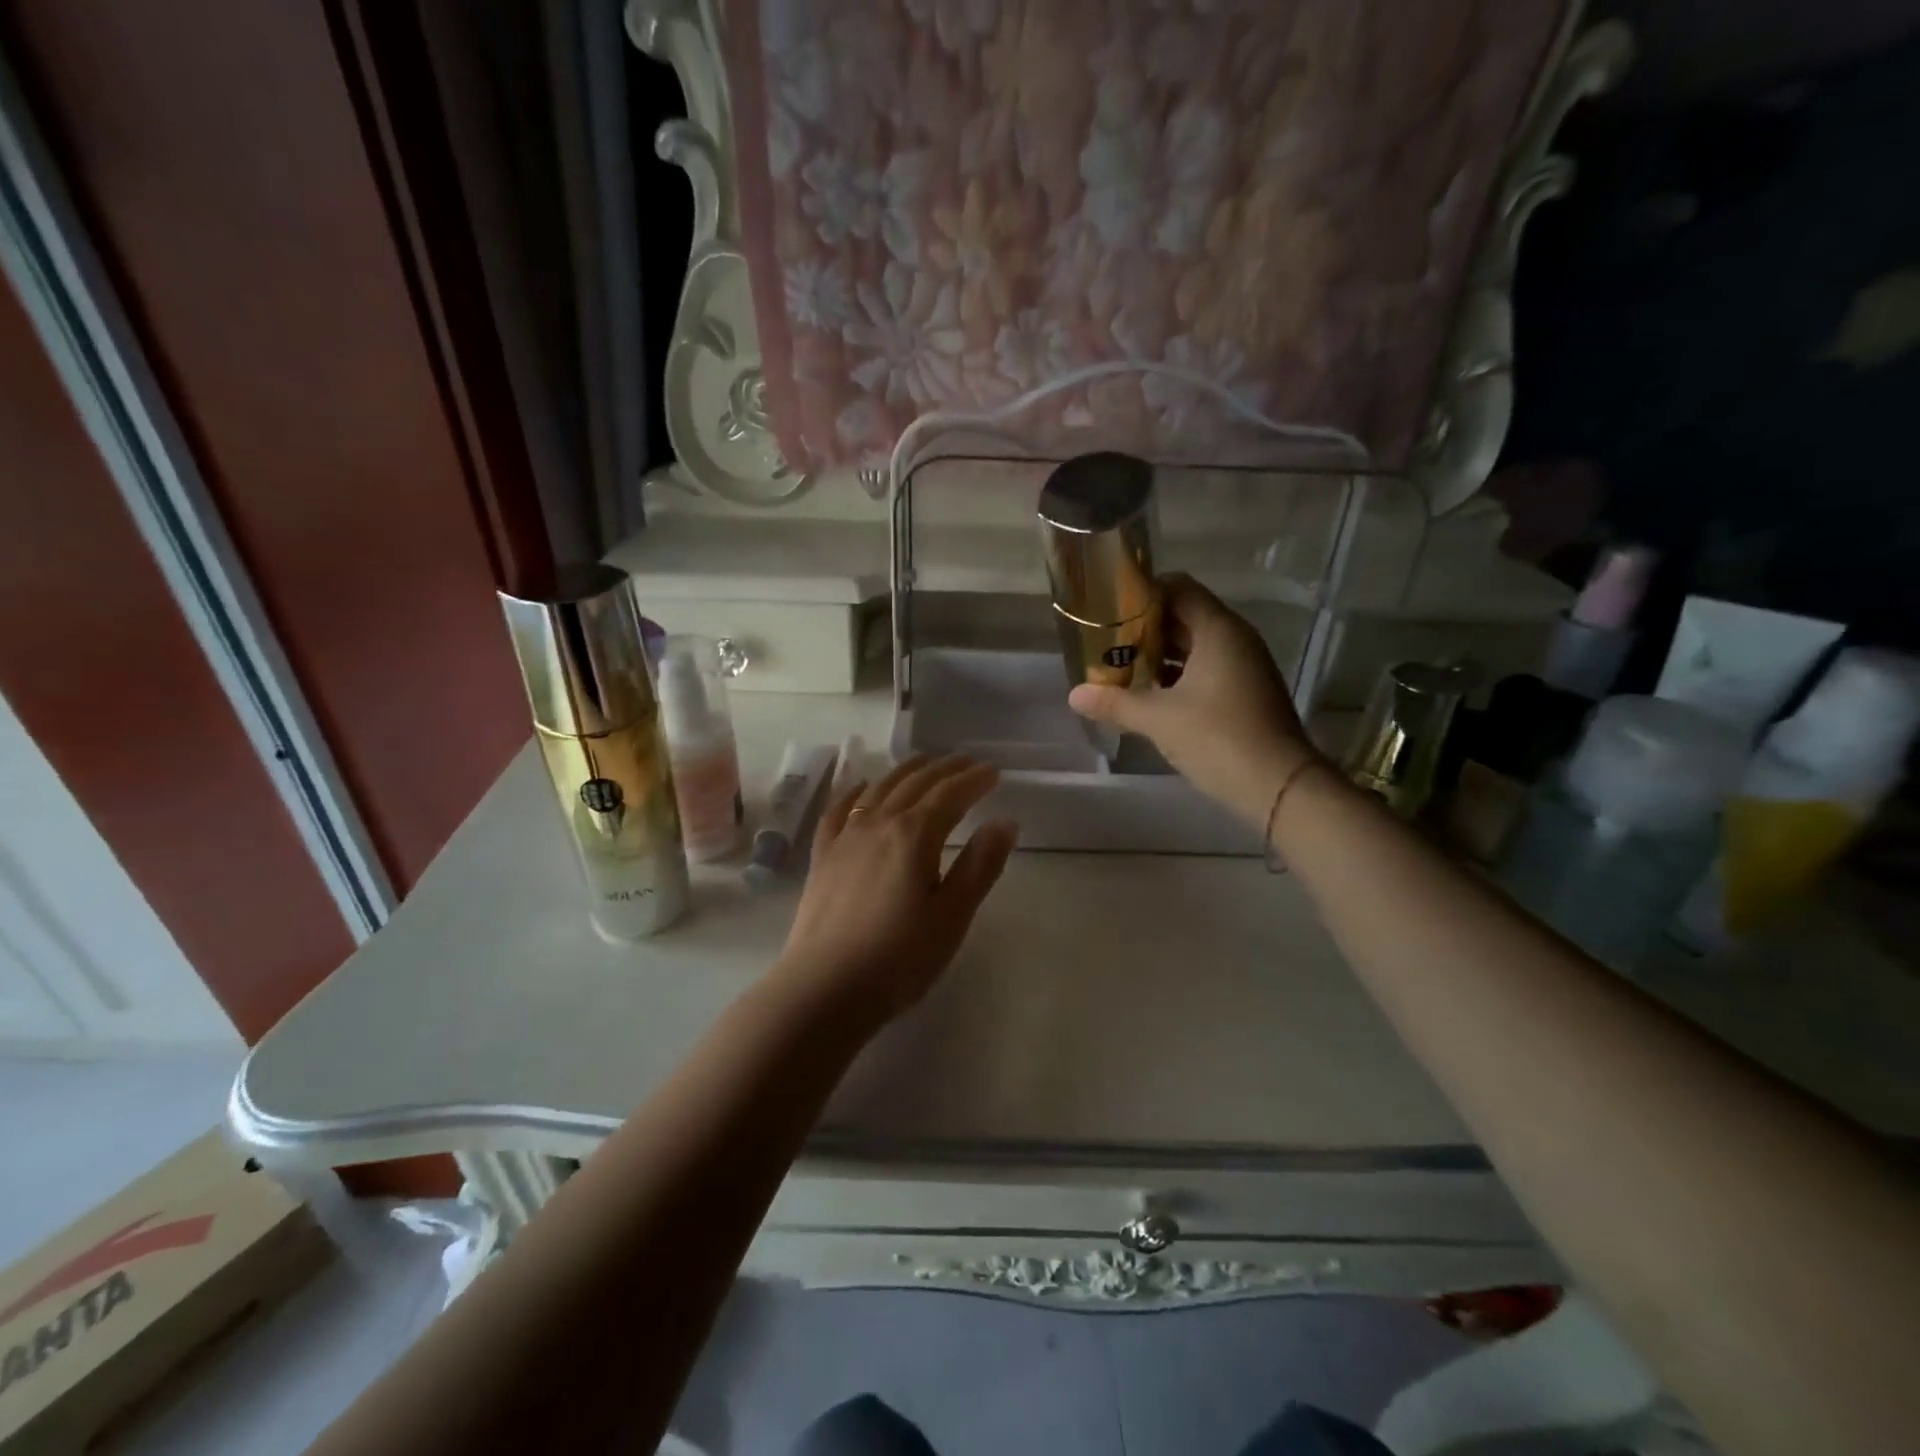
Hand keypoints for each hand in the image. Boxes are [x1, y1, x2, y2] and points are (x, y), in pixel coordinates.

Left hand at [771, 754, 1017, 1027]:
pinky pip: (839, 810)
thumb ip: (980, 864)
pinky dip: (855, 791)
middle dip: (945, 768)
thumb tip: (1005, 821)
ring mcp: (845, 837)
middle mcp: (878, 823)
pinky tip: (861, 786)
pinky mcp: (823, 856)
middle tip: (967, 761)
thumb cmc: (900, 957)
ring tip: (924, 763)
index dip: (975, 779)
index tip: (994, 772)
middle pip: (916, 783)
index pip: (951, 794)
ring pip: (879, 789)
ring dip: (906, 771)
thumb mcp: (953, 914)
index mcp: (915, 834)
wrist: (825, 988)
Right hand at [1069, 573, 1319, 828]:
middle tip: (1107, 640)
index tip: (1110, 606)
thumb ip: (1115, 702)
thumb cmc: (1217, 737)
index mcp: (1218, 630)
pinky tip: (1150, 695)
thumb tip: (1074, 695)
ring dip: (1160, 654)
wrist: (1278, 786)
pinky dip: (1178, 676)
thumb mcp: (1158, 719)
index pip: (1179, 588)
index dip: (1143, 592)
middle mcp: (1235, 639)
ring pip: (1195, 646)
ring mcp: (1245, 666)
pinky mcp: (1246, 693)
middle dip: (1146, 627)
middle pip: (1185, 617)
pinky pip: (1206, 670)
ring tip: (1121, 667)